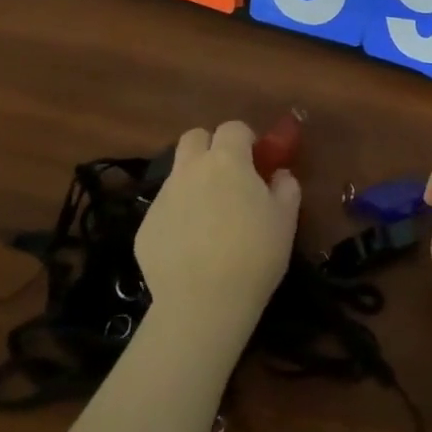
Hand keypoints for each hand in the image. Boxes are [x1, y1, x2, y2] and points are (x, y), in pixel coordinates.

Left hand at [136, 121, 299, 336]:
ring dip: (194, 181)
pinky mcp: (145, 227)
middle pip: (194, 138)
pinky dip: (178, 216)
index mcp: (227, 161)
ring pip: (177, 174)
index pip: (233, 128)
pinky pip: (165, 209)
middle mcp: (190, 170)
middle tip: (229, 176)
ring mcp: (163, 198)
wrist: (204, 303)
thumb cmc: (256, 253)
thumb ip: (286, 187)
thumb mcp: (287, 218)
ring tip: (210, 216)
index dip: (246, 139)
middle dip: (211, 147)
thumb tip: (279, 175)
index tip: (257, 160)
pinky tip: (192, 246)